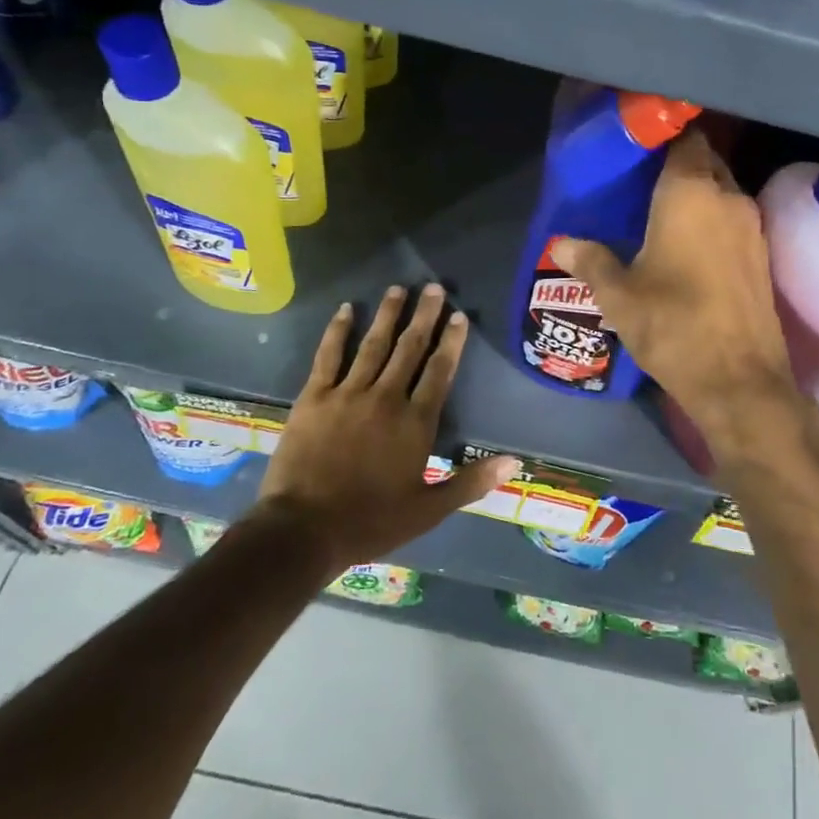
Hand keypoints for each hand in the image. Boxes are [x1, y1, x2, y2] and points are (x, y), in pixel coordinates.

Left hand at [257, 284, 519, 576]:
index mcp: (415, 423)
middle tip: (434, 287)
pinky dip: (338, 331)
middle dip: (424, 316)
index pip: (439, 371)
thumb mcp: (428, 511)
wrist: (303, 530)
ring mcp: (348, 394)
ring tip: (398, 289)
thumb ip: (471, 482)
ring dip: (387, 315)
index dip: (451, 341)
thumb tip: (514, 462)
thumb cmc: (370, 522)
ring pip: (373, 345)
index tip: (459, 315)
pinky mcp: (314, 397)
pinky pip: (328, 356)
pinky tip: (346, 309)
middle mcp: (386, 398)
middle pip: (410, 348)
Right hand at [549, 129, 813, 468]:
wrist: (739, 380)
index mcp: (690, 192)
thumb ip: (590, 261)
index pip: (685, 138)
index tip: (638, 145)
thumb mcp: (618, 295)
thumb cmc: (672, 324)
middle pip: (705, 160)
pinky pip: (734, 218)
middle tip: (642, 179)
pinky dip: (713, 218)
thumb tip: (561, 245)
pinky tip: (688, 242)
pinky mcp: (763, 254)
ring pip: (722, 190)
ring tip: (660, 209)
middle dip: (678, 162)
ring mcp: (752, 225)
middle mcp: (727, 197)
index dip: (663, 135)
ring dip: (698, 192)